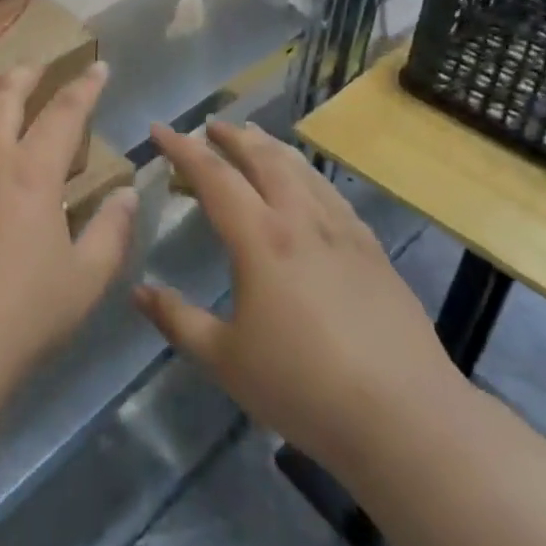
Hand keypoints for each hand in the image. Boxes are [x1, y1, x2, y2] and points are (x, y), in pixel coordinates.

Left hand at [0, 62, 136, 412]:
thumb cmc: (22, 316)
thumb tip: (127, 192)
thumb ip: (112, 230)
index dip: (86, 85)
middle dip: (26, 74)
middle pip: (5, 94)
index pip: (65, 111)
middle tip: (38, 68)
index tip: (98, 67)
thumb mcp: (85, 281)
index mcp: (33, 171)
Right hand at [134, 120, 468, 470]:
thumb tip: (139, 291)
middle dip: (232, 136)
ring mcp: (343, 232)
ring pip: (302, 169)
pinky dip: (308, 175)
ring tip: (255, 138)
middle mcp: (301, 220)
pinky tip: (309, 187)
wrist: (407, 418)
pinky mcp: (373, 251)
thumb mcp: (226, 361)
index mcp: (260, 238)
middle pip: (263, 158)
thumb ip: (179, 320)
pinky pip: (332, 194)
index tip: (160, 129)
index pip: (213, 176)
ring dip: (271, 147)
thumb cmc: (304, 387)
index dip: (183, 149)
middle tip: (210, 127)